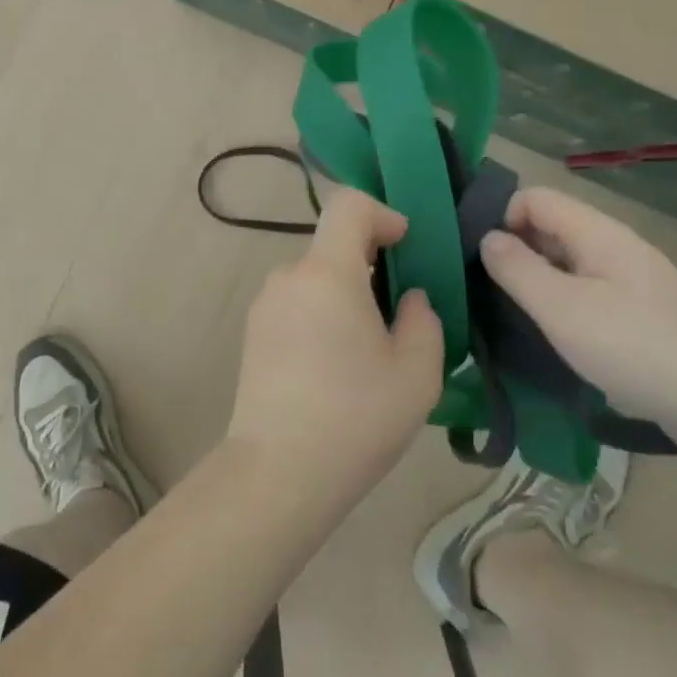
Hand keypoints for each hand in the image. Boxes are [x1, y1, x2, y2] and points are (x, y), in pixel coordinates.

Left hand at [226, 189, 442, 521]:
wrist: (278, 471)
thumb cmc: (356, 417)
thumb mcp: (416, 373)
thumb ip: (423, 320)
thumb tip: (408, 299)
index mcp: (327, 272)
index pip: (349, 205)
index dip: (383, 213)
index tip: (406, 246)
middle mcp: (289, 275)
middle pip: (333, 245)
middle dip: (370, 264)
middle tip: (398, 313)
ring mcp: (265, 304)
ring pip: (315, 278)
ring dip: (345, 293)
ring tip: (368, 349)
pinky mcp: (253, 332)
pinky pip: (296, 303)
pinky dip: (321, 313)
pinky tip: (334, 366)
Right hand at [477, 186, 676, 453]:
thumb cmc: (638, 346)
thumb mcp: (562, 308)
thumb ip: (518, 269)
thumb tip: (487, 238)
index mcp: (595, 233)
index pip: (533, 198)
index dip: (500, 218)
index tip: (477, 258)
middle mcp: (612, 248)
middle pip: (549, 230)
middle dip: (513, 253)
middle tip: (483, 292)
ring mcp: (630, 283)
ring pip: (567, 266)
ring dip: (536, 285)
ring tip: (508, 319)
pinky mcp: (641, 317)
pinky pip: (587, 297)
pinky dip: (562, 309)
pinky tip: (551, 341)